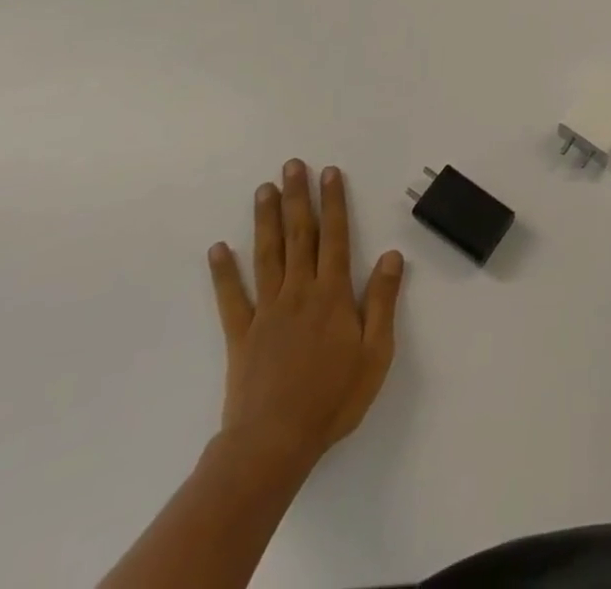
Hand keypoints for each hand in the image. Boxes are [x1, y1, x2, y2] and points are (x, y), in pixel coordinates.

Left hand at [207, 160, 403, 474]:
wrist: (273, 444)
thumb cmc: (333, 398)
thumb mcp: (376, 352)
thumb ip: (383, 300)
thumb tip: (392, 255)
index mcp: (333, 294)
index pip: (336, 237)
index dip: (334, 203)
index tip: (330, 173)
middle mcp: (299, 292)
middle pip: (300, 236)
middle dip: (297, 198)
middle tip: (292, 165)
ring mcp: (267, 311)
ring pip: (267, 255)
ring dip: (265, 220)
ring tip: (263, 189)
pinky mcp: (242, 335)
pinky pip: (231, 298)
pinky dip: (224, 272)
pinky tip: (218, 249)